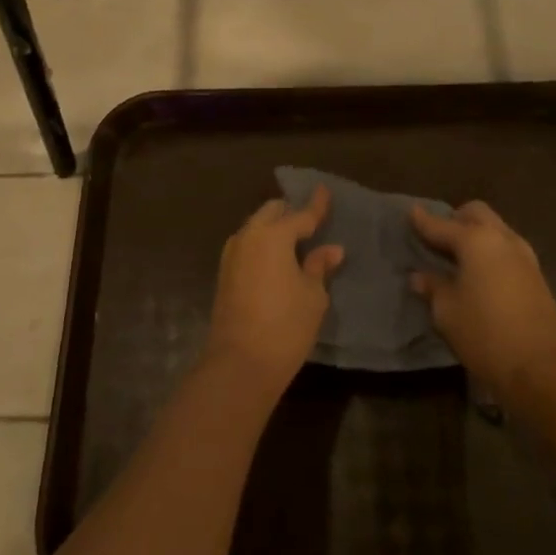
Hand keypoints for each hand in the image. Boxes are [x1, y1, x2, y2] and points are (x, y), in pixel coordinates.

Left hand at [204, 187, 344, 400]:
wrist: (239, 364)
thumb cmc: (285, 327)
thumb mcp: (313, 296)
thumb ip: (319, 266)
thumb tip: (331, 249)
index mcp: (273, 235)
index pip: (301, 215)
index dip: (316, 205)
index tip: (324, 190)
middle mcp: (249, 236)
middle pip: (272, 212)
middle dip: (290, 213)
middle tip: (310, 223)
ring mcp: (232, 254)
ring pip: (255, 227)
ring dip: (274, 228)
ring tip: (294, 241)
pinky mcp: (224, 273)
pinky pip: (247, 245)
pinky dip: (262, 244)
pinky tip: (275, 259)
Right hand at [410, 201, 555, 406]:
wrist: (545, 367)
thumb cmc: (486, 334)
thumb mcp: (448, 313)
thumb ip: (433, 288)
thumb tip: (419, 277)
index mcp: (476, 241)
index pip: (441, 225)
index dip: (423, 221)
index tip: (412, 212)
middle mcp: (501, 239)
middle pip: (476, 213)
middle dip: (455, 218)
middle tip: (438, 236)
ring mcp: (524, 256)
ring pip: (496, 228)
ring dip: (476, 233)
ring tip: (458, 254)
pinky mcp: (536, 276)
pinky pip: (507, 248)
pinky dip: (490, 250)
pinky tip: (480, 271)